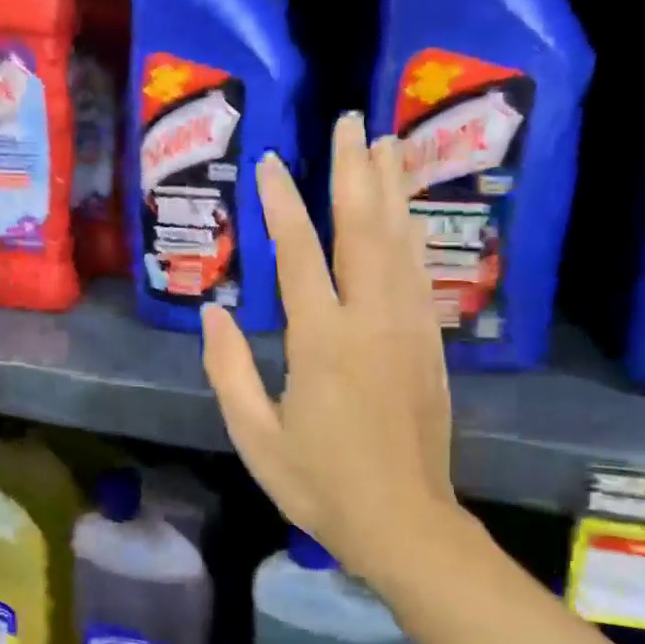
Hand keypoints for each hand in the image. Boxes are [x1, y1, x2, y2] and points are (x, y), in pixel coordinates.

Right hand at [200, 113, 459, 581]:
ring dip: (391, 190)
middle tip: (351, 122)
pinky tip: (407, 216)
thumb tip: (214, 312)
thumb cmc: (318, 483)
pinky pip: (420, 275)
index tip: (271, 163)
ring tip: (386, 144)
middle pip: (362, 230)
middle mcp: (369, 321)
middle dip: (354, 172)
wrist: (402, 521)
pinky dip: (412, 236)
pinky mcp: (429, 345)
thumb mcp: (254, 435)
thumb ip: (229, 371)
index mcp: (320, 342)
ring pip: (400, 244)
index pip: (299, 255)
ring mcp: (407, 330)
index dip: (282, 206)